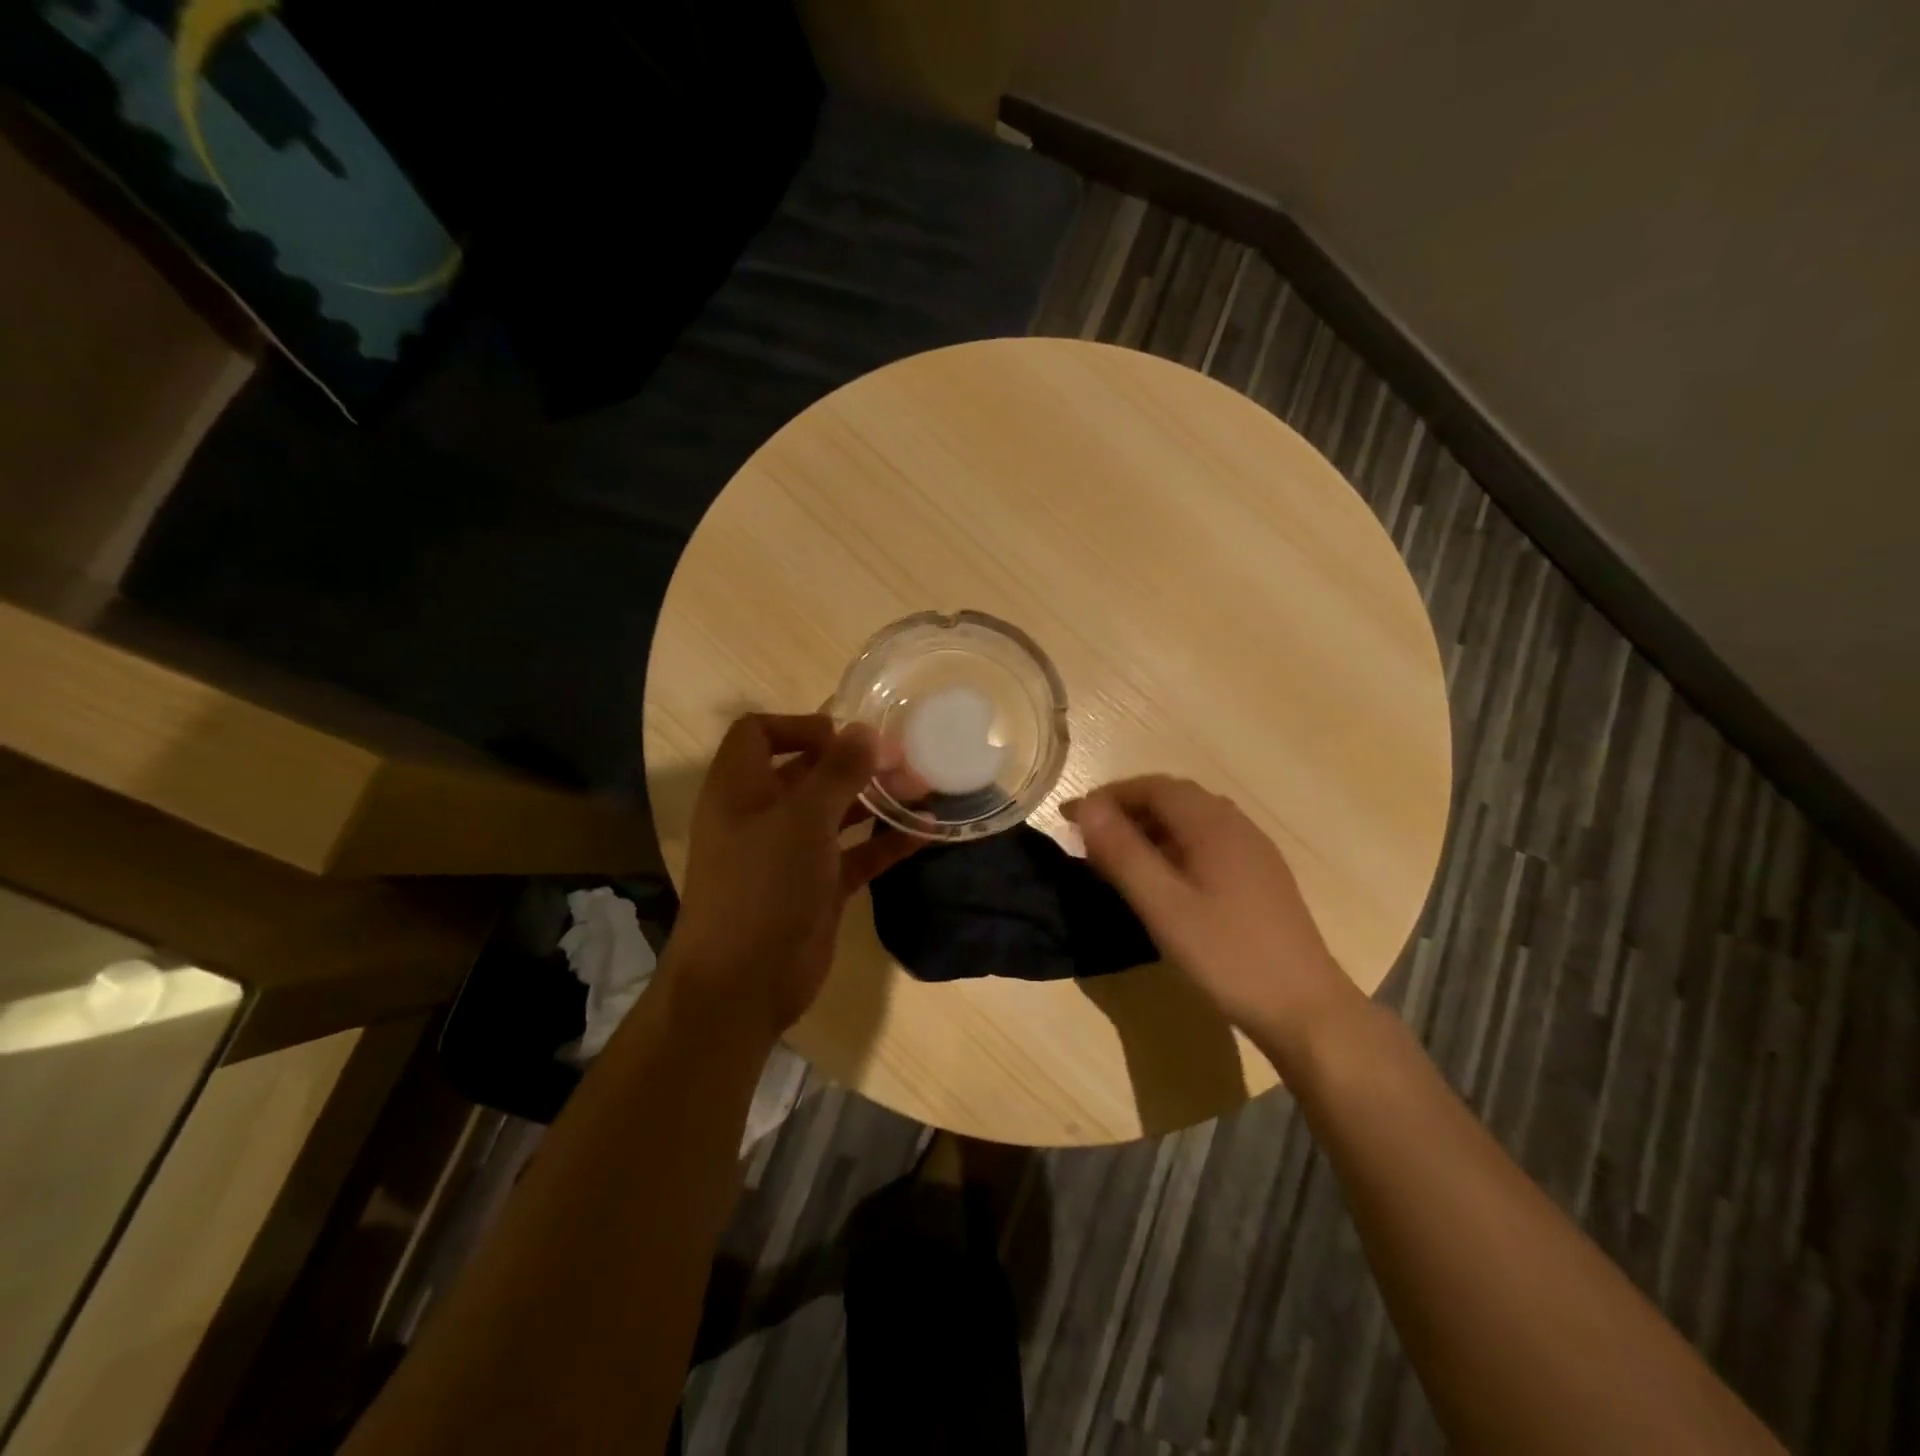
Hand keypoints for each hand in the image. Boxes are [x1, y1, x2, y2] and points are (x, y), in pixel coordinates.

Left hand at [667, 714, 921, 1038]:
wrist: (743, 984)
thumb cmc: (763, 886)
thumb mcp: (802, 820)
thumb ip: (838, 772)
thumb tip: (865, 730)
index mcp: (740, 788)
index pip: (759, 734)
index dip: (799, 726)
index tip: (846, 736)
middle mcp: (764, 815)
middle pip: (809, 772)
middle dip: (855, 762)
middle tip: (905, 760)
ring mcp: (793, 853)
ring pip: (838, 812)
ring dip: (877, 798)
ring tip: (923, 787)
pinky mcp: (819, 886)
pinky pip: (857, 853)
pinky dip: (886, 841)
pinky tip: (926, 831)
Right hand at [1065, 775, 1362, 1057]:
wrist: (1306, 1008)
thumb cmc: (1228, 955)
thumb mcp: (1164, 906)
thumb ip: (1123, 853)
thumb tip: (1086, 807)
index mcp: (1213, 824)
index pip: (1153, 787)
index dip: (1108, 796)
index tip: (1071, 819)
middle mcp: (1236, 825)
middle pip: (1173, 798)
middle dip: (1127, 809)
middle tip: (1090, 838)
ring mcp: (1253, 851)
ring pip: (1192, 821)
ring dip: (1150, 828)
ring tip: (1118, 858)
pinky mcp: (1260, 877)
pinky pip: (1208, 842)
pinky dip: (1174, 846)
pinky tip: (1163, 880)